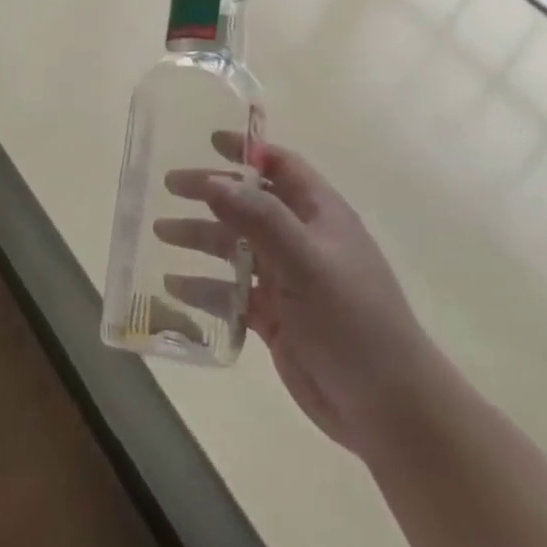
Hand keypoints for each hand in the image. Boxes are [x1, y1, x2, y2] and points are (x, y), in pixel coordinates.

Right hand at [161, 135, 433, 456]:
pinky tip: (173, 287)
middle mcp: (303, 242)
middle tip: (169, 186)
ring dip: (200, 238)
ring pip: (236, 249)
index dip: (248, 150)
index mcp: (321, 216)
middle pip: (250, 205)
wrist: (386, 405)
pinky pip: (232, 293)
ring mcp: (289, 281)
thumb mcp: (306, 262)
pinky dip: (204, 287)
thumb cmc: (352, 321)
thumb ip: (260, 219)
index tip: (208, 140)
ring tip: (160, 232)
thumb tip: (214, 181)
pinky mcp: (276, 318)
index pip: (282, 167)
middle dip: (211, 193)